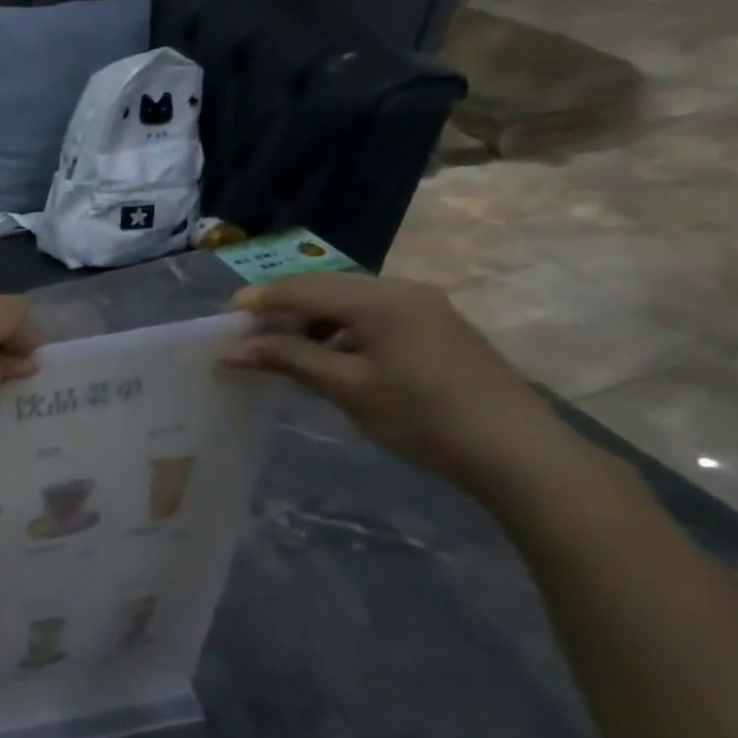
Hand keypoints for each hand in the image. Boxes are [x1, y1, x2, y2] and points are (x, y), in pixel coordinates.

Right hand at [224, 273, 573, 492]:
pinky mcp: (433, 326)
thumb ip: (288, 359)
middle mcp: (400, 289)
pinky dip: (337, 329)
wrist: (515, 451)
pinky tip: (325, 356)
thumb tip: (233, 350)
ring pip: (346, 300)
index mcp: (379, 299)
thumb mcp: (347, 388)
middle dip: (280, 308)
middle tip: (246, 336)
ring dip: (308, 320)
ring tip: (280, 350)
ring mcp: (422, 306)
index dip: (258, 302)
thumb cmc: (422, 416)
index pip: (301, 288)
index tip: (222, 323)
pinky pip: (369, 314)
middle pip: (323, 287)